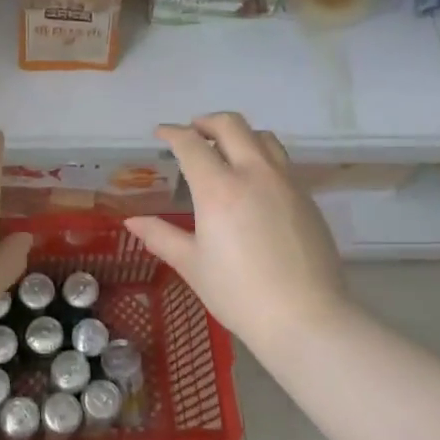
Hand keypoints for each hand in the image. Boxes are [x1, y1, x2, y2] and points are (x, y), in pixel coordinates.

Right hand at [125, 114, 349, 357]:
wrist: (305, 317)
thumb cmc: (239, 293)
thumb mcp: (192, 265)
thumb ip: (161, 237)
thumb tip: (133, 222)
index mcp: (219, 188)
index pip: (191, 144)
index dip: (173, 133)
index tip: (161, 133)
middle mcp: (254, 174)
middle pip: (231, 125)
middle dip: (206, 121)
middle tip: (192, 132)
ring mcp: (286, 183)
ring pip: (263, 137)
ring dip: (239, 134)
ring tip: (225, 150)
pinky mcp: (307, 198)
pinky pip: (282, 162)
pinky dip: (261, 157)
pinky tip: (253, 183)